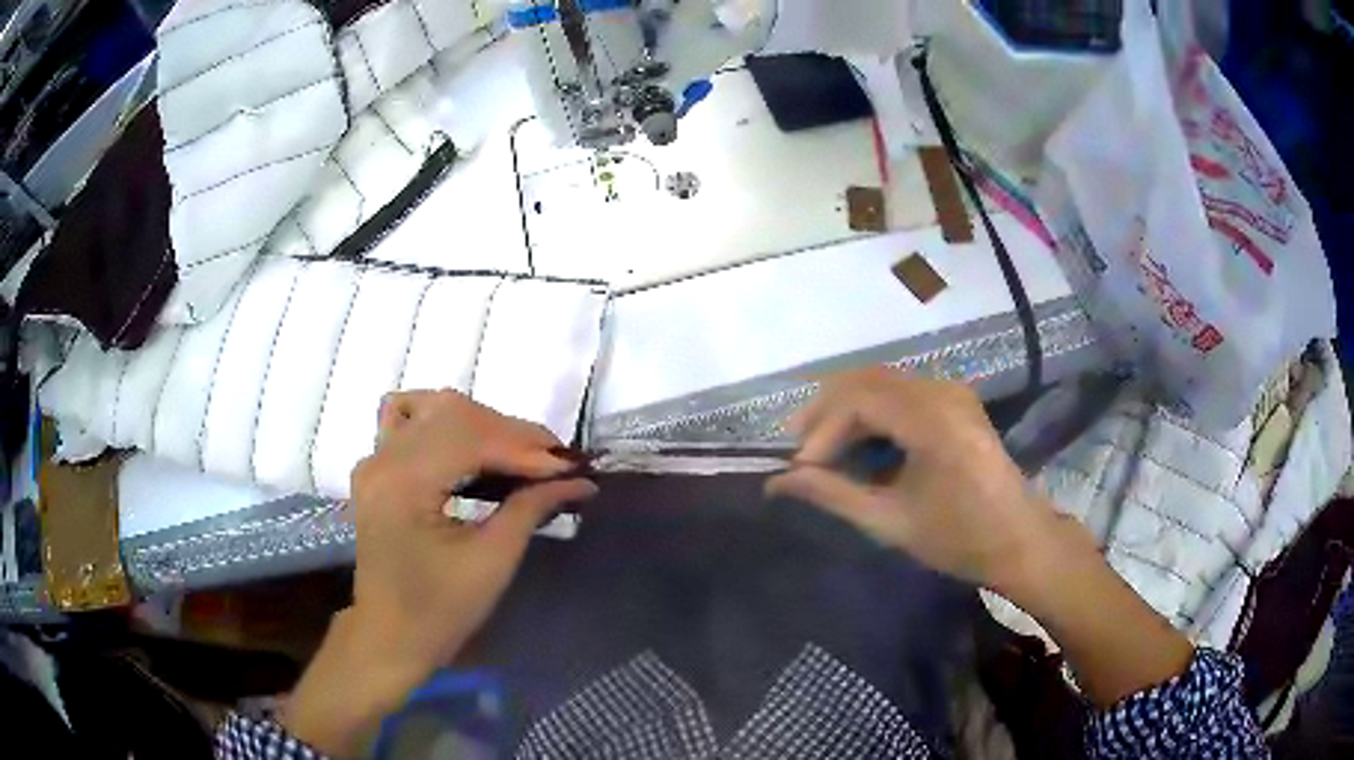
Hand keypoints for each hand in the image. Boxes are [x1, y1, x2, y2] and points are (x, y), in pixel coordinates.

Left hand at [283, 391, 594, 755]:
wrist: (391, 636)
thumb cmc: (441, 611)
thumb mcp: (492, 561)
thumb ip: (531, 508)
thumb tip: (580, 480)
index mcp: (402, 484)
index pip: (469, 438)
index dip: (525, 447)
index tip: (573, 466)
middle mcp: (382, 459)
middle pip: (453, 414)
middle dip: (511, 433)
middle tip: (556, 463)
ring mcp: (374, 459)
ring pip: (433, 409)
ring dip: (484, 424)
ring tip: (522, 455)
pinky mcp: (377, 467)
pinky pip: (410, 419)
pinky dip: (446, 422)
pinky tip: (470, 444)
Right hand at [767, 370, 1192, 706]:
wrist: (1020, 540)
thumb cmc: (960, 538)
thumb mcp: (890, 522)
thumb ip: (833, 494)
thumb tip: (777, 482)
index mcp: (931, 419)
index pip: (858, 399)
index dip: (820, 430)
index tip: (800, 470)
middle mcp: (941, 391)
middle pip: (865, 381)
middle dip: (826, 415)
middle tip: (801, 456)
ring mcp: (951, 391)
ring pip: (881, 383)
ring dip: (848, 411)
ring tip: (824, 451)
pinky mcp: (955, 400)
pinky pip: (901, 392)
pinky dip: (873, 412)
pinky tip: (862, 444)